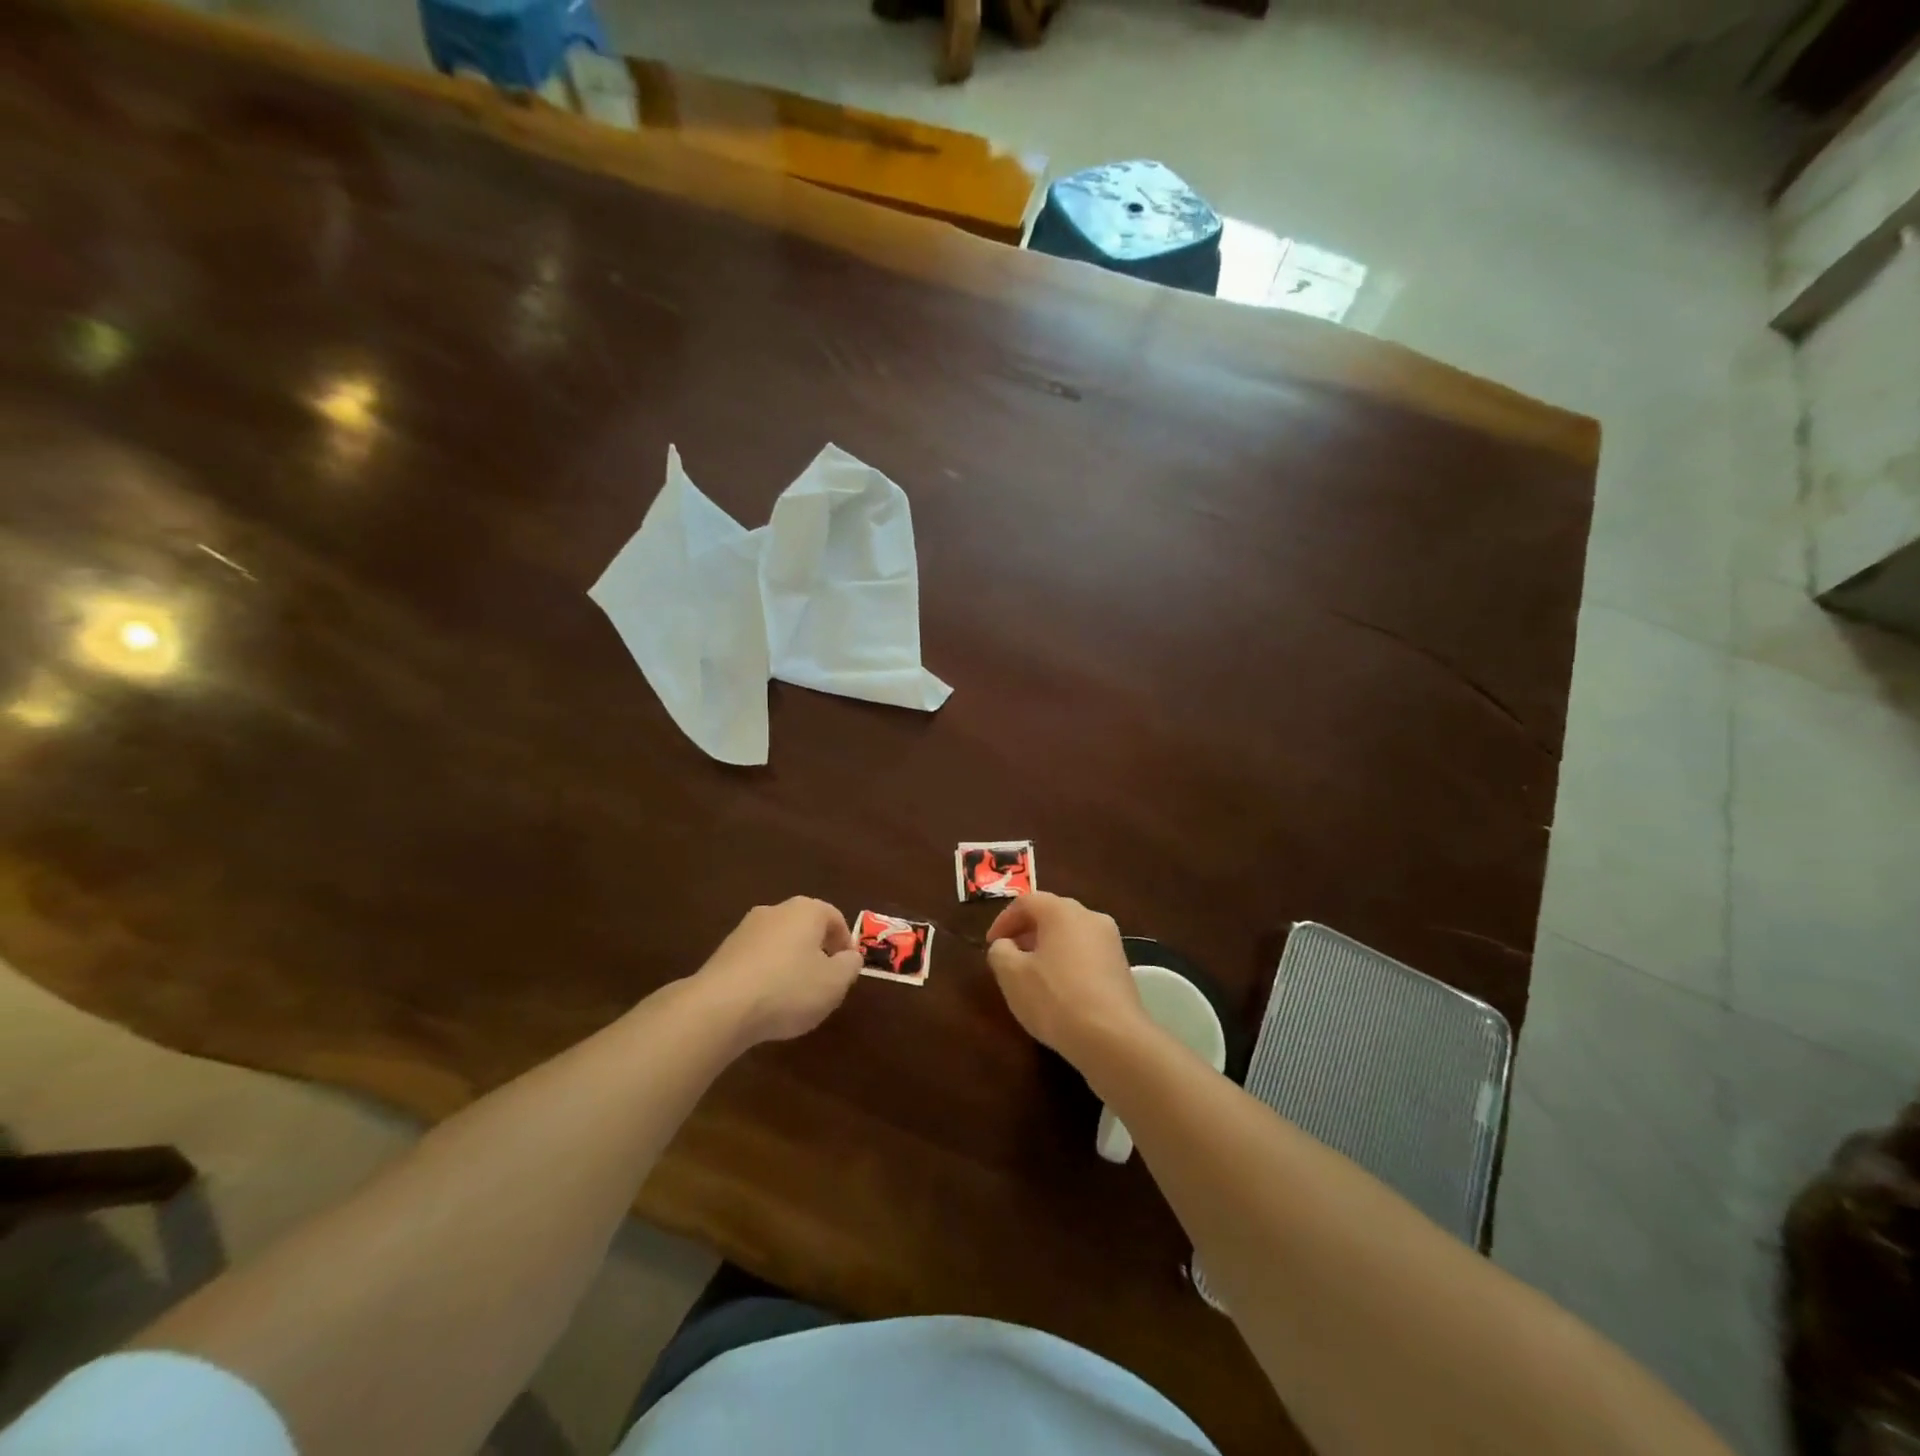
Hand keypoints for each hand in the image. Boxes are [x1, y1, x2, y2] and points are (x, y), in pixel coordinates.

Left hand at [694, 898, 861, 1046]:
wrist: (720, 1007)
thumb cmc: (789, 989)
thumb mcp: (834, 983)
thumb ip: (850, 966)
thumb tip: (850, 956)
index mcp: (806, 910)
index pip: (835, 918)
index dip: (845, 944)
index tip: (847, 970)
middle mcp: (775, 910)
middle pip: (805, 927)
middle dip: (817, 952)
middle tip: (824, 982)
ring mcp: (745, 930)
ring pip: (779, 943)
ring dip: (790, 964)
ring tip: (793, 997)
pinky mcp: (723, 952)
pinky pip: (756, 959)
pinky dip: (766, 975)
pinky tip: (765, 1002)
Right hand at [985, 893, 1150, 1066]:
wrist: (1113, 1039)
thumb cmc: (1055, 999)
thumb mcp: (1012, 976)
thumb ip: (1000, 952)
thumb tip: (1005, 945)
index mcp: (1062, 911)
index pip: (1026, 902)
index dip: (1003, 920)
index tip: (990, 944)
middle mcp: (1091, 917)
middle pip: (1051, 914)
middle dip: (1026, 932)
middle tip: (1009, 956)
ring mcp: (1111, 942)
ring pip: (1070, 935)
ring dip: (1047, 948)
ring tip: (1032, 975)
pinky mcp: (1122, 967)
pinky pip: (1086, 954)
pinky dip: (1067, 962)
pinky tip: (1059, 990)